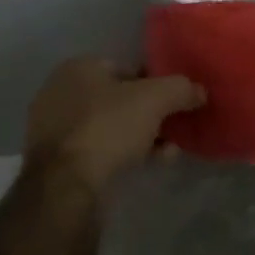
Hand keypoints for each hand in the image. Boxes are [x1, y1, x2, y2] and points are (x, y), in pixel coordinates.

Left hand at [24, 58, 205, 200]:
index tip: (174, 103)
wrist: (65, 186)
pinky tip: (147, 164)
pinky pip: (98, 148)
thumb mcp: (156, 99)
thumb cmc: (109, 128)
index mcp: (78, 68)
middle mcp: (60, 92)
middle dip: (150, 114)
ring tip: (167, 152)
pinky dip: (122, 153)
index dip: (155, 84)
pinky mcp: (55, 160)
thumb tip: (199, 91)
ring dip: (141, 136)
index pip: (128, 68)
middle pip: (120, 99)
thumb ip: (182, 89)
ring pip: (111, 126)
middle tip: (172, 129)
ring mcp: (54, 128)